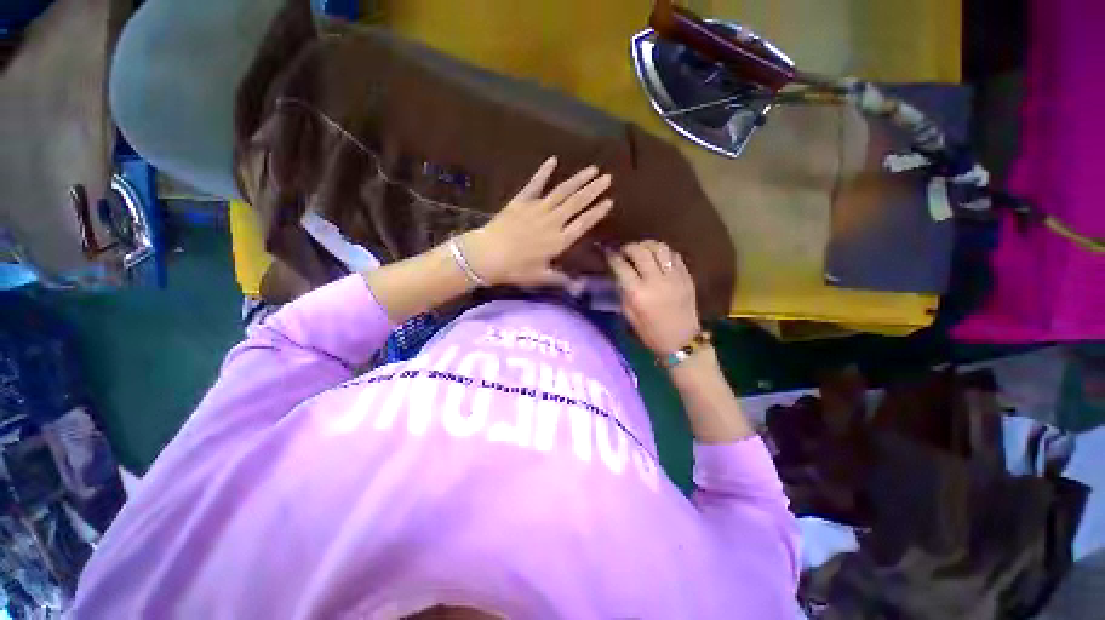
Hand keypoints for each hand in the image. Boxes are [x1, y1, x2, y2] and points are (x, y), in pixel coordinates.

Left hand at [459, 157, 612, 287]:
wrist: (488, 255)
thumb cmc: (515, 269)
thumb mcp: (541, 277)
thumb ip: (561, 279)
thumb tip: (579, 287)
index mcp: (559, 241)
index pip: (583, 224)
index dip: (597, 212)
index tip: (609, 201)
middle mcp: (553, 221)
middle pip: (577, 203)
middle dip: (593, 190)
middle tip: (608, 177)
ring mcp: (537, 208)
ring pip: (562, 191)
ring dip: (578, 179)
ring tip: (592, 168)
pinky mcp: (522, 201)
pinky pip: (535, 183)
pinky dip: (544, 171)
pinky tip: (553, 160)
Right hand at [607, 241, 700, 355]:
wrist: (681, 341)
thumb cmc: (650, 332)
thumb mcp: (629, 314)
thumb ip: (623, 291)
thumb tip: (619, 273)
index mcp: (638, 293)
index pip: (621, 266)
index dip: (612, 257)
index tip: (608, 253)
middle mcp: (655, 281)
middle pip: (640, 251)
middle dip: (629, 247)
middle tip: (624, 251)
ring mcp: (674, 276)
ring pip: (660, 248)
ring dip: (647, 245)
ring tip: (642, 250)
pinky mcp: (686, 276)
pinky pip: (674, 255)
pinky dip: (663, 253)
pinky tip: (658, 258)